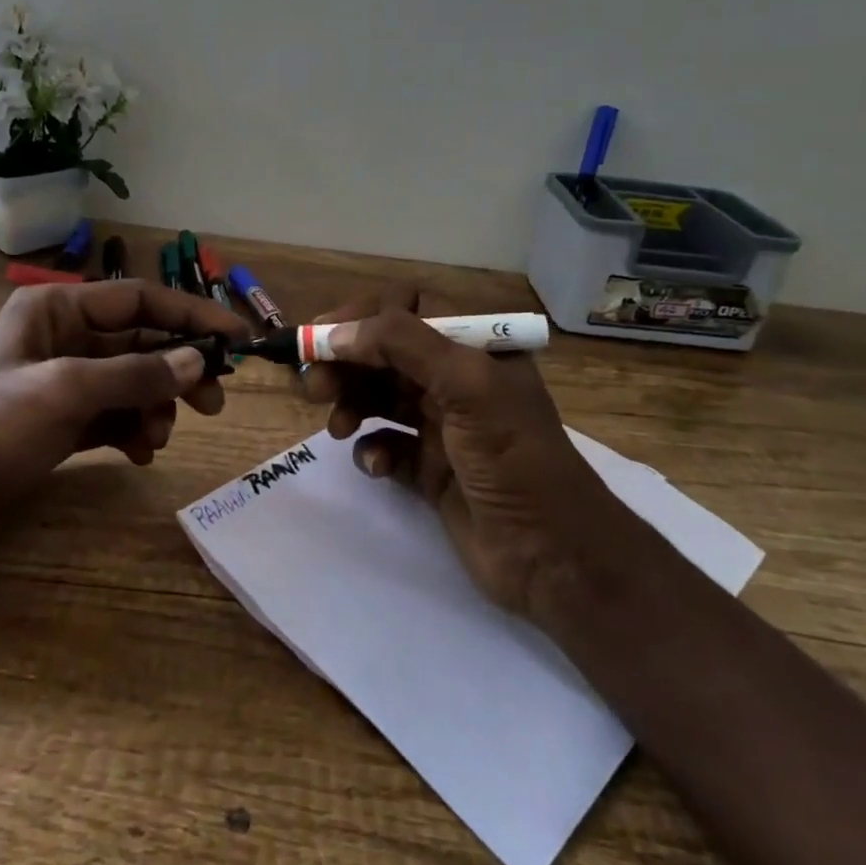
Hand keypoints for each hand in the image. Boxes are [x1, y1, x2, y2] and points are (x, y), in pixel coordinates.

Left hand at [0, 280, 250, 539]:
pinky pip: (116, 415)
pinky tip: (139, 454)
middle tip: (214, 403)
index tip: (237, 339)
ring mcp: (65, 382)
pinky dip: (134, 431)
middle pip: (142, 343)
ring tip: (157, 439)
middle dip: (178, 371)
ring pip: (133, 382)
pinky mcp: (64, 421)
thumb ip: (134, 374)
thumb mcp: (64, 392)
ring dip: (155, 408)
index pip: (140, 300)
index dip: (192, 316)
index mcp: (57, 310)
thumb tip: (198, 361)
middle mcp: (65, 338)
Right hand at [301, 289, 625, 619]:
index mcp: (476, 347)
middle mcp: (458, 380)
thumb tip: (335, 332)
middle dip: (347, 364)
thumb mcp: (467, 385)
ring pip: (379, 397)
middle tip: (314, 386)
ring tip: (338, 427)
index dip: (361, 318)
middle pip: (385, 354)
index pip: (408, 308)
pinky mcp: (429, 469)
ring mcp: (443, 426)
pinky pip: (385, 445)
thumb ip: (401, 344)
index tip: (319, 338)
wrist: (552, 556)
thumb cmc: (514, 457)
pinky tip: (376, 465)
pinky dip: (372, 450)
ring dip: (352, 404)